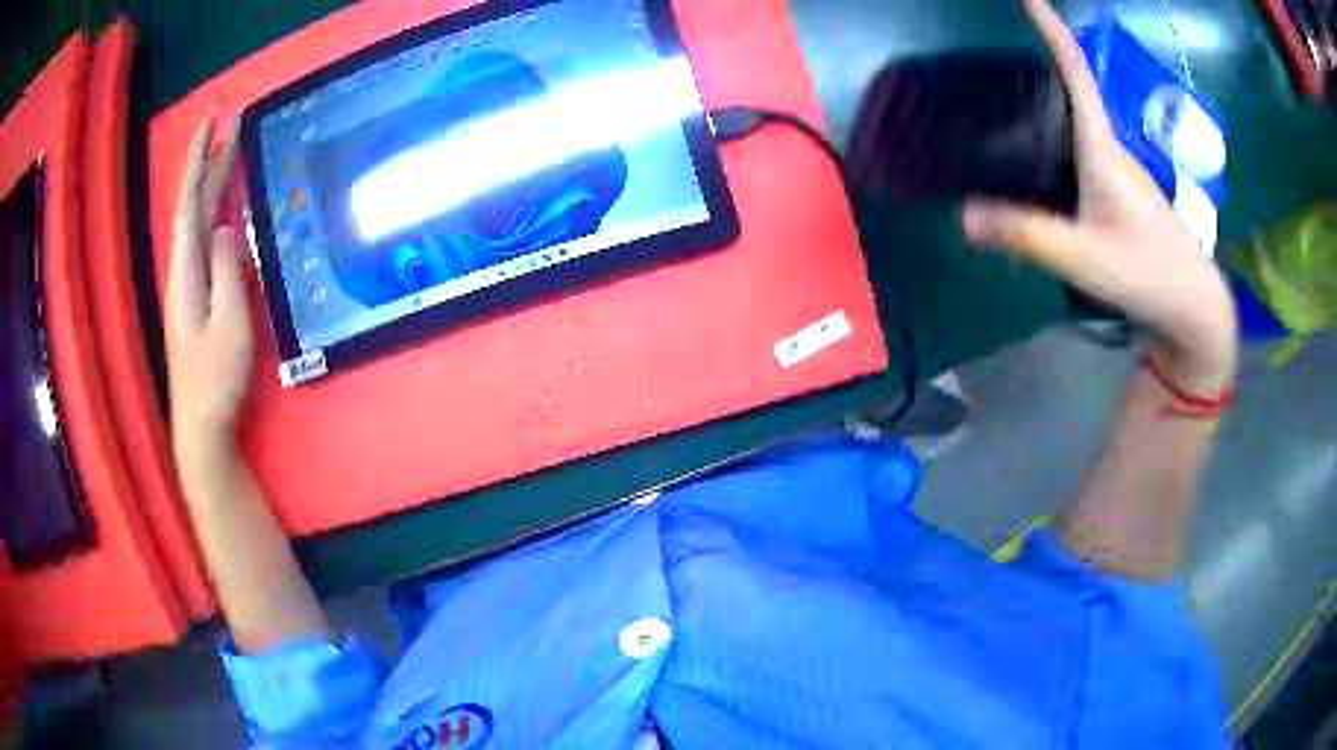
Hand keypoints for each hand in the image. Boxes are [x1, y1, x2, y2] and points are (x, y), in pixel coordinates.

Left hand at [165, 117, 253, 461]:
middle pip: (192, 205)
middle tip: (231, 126)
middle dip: (208, 163)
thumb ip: (227, 268)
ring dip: (210, 185)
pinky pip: (202, 241)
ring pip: (196, 222)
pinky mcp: (194, 299)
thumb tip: (227, 223)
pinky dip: (212, 214)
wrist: (201, 425)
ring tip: (228, 156)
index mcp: (186, 269)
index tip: (214, 118)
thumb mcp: (230, 321)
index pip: (189, 199)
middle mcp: (181, 270)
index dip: (200, 158)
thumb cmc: (217, 377)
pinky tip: (222, 210)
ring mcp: (186, 286)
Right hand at [964, 0, 1237, 392]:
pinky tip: (1034, 155)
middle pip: (1073, 89)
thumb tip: (964, 215)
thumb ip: (1026, 235)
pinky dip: (1054, 137)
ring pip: (1076, 122)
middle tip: (995, 55)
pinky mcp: (1119, 192)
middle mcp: (1109, 148)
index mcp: (1101, 148)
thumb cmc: (1147, 274)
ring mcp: (1117, 170)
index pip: (1075, 71)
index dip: (1052, 29)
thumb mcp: (1083, 258)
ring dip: (1045, 100)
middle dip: (1039, 58)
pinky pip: (1081, 149)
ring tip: (1002, 98)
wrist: (1193, 307)